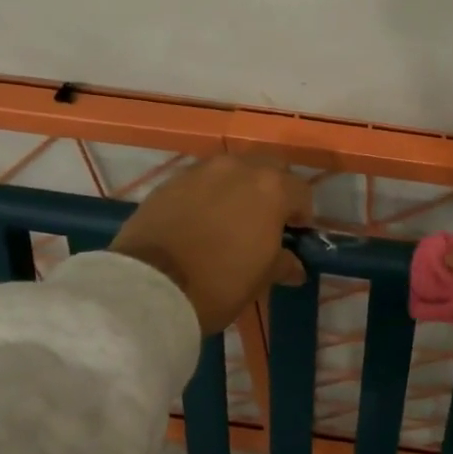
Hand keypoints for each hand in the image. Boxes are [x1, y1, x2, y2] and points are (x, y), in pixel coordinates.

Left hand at [109, 157, 311, 333]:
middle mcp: (239, 168)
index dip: (301, 214)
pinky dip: (207, 194)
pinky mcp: (170, 180)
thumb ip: (283, 263)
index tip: (293, 235)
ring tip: (229, 218)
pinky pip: (201, 180)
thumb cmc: (220, 283)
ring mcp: (202, 170)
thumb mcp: (260, 278)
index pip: (301, 192)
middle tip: (265, 220)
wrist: (151, 286)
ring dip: (238, 188)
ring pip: (232, 170)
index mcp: (271, 188)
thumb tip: (294, 266)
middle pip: (269, 168)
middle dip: (273, 190)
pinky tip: (199, 220)